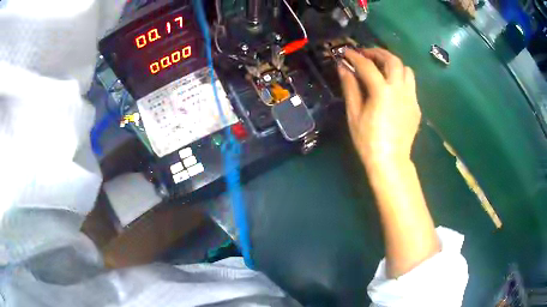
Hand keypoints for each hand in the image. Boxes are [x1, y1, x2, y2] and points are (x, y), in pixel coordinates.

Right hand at [338, 48, 420, 166]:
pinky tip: (392, 87)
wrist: (390, 161)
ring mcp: (411, 97)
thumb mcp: (354, 114)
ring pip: (406, 69)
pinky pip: (411, 84)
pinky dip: (400, 78)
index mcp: (382, 91)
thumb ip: (350, 87)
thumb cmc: (368, 140)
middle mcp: (400, 89)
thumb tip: (343, 68)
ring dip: (393, 63)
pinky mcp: (416, 106)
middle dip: (378, 52)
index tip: (346, 52)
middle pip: (393, 60)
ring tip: (382, 67)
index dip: (355, 56)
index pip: (367, 65)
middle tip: (366, 54)